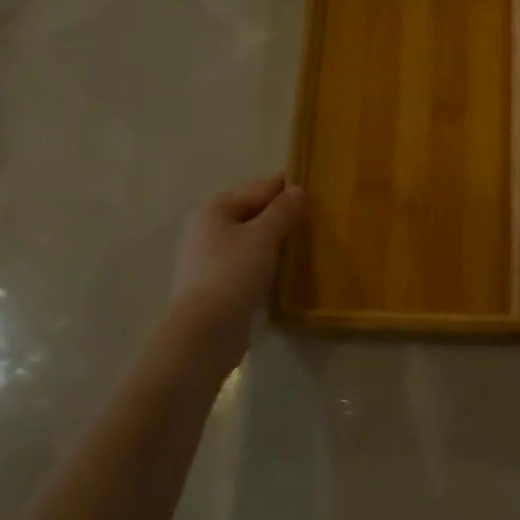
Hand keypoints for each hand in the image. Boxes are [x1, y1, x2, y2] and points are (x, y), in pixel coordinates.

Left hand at [169, 174, 304, 329]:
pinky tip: (284, 268)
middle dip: (280, 213)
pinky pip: (246, 262)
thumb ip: (282, 211)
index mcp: (213, 209)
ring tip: (304, 242)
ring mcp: (208, 258)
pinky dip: (264, 260)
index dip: (285, 187)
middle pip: (250, 212)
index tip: (314, 187)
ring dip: (273, 238)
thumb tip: (297, 190)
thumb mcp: (263, 236)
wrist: (205, 332)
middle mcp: (206, 228)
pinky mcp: (216, 284)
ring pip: (249, 238)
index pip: (257, 188)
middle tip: (314, 217)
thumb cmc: (233, 273)